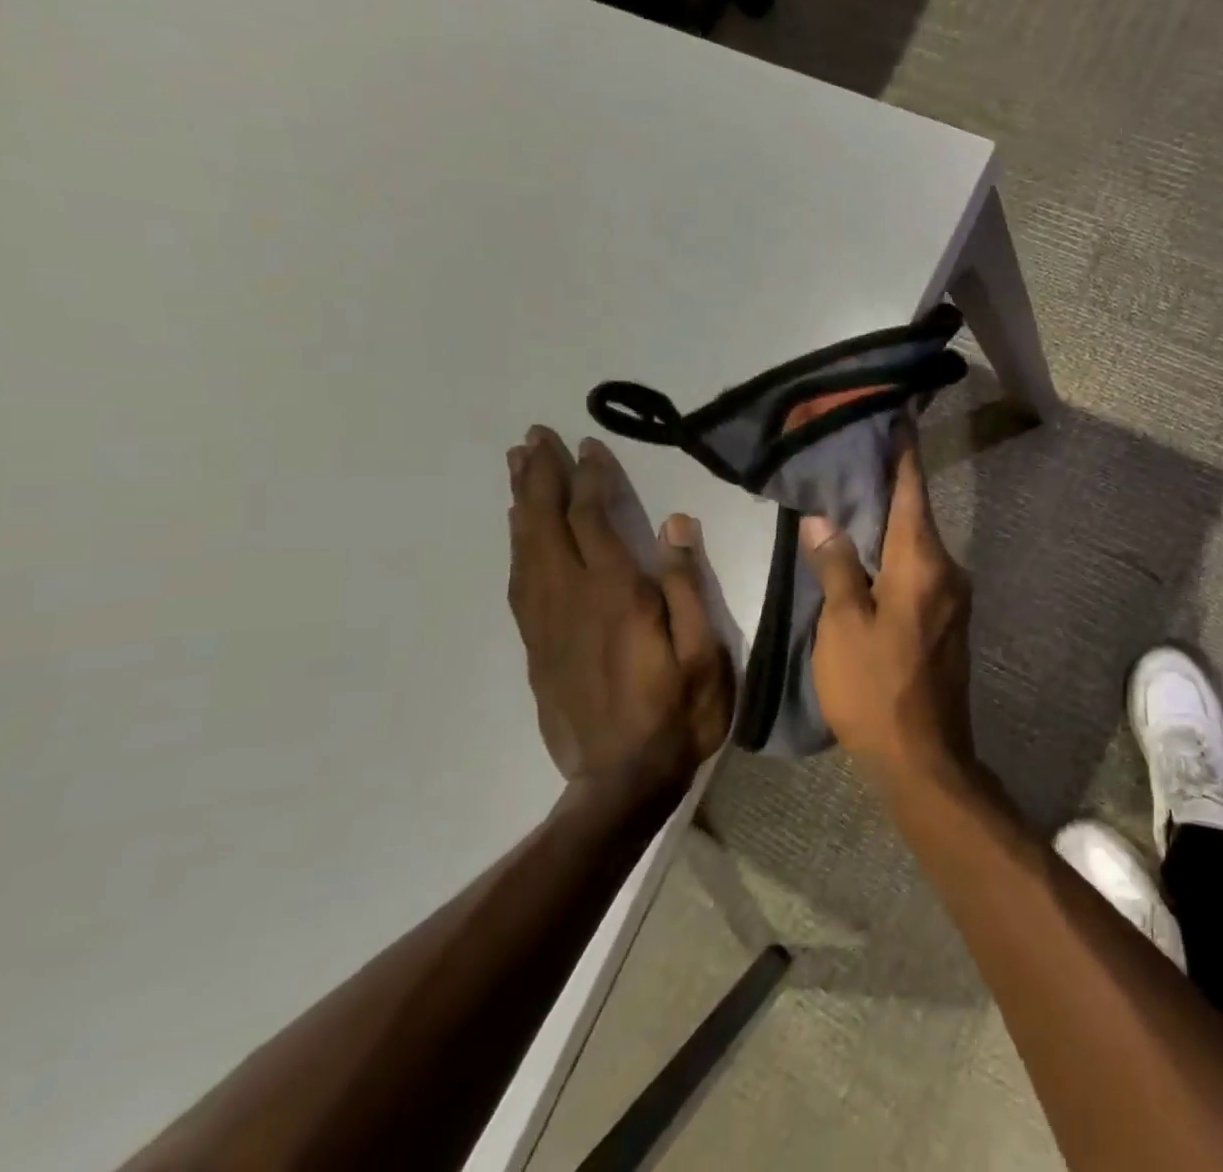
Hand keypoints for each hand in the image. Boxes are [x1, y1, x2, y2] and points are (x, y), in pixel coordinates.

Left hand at [507, 427, 731, 801]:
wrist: (620, 783)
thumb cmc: (678, 713)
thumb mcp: (704, 652)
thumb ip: (687, 586)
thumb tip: (674, 525)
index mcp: (616, 596)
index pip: (593, 521)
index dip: (590, 479)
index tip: (589, 446)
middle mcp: (572, 600)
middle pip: (546, 526)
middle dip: (540, 478)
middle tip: (533, 438)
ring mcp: (546, 625)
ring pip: (525, 550)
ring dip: (522, 505)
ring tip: (519, 469)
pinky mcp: (535, 648)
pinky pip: (519, 583)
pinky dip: (517, 546)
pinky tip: (520, 534)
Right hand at [800, 431, 974, 785]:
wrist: (925, 758)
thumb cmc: (876, 689)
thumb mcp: (843, 627)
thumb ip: (836, 568)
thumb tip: (823, 521)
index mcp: (923, 563)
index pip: (912, 492)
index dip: (903, 453)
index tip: (898, 418)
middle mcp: (948, 571)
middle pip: (916, 515)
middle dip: (890, 486)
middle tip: (855, 460)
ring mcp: (954, 598)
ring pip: (918, 546)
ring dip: (891, 524)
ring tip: (854, 503)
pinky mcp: (949, 621)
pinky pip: (922, 572)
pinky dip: (897, 555)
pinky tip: (870, 557)